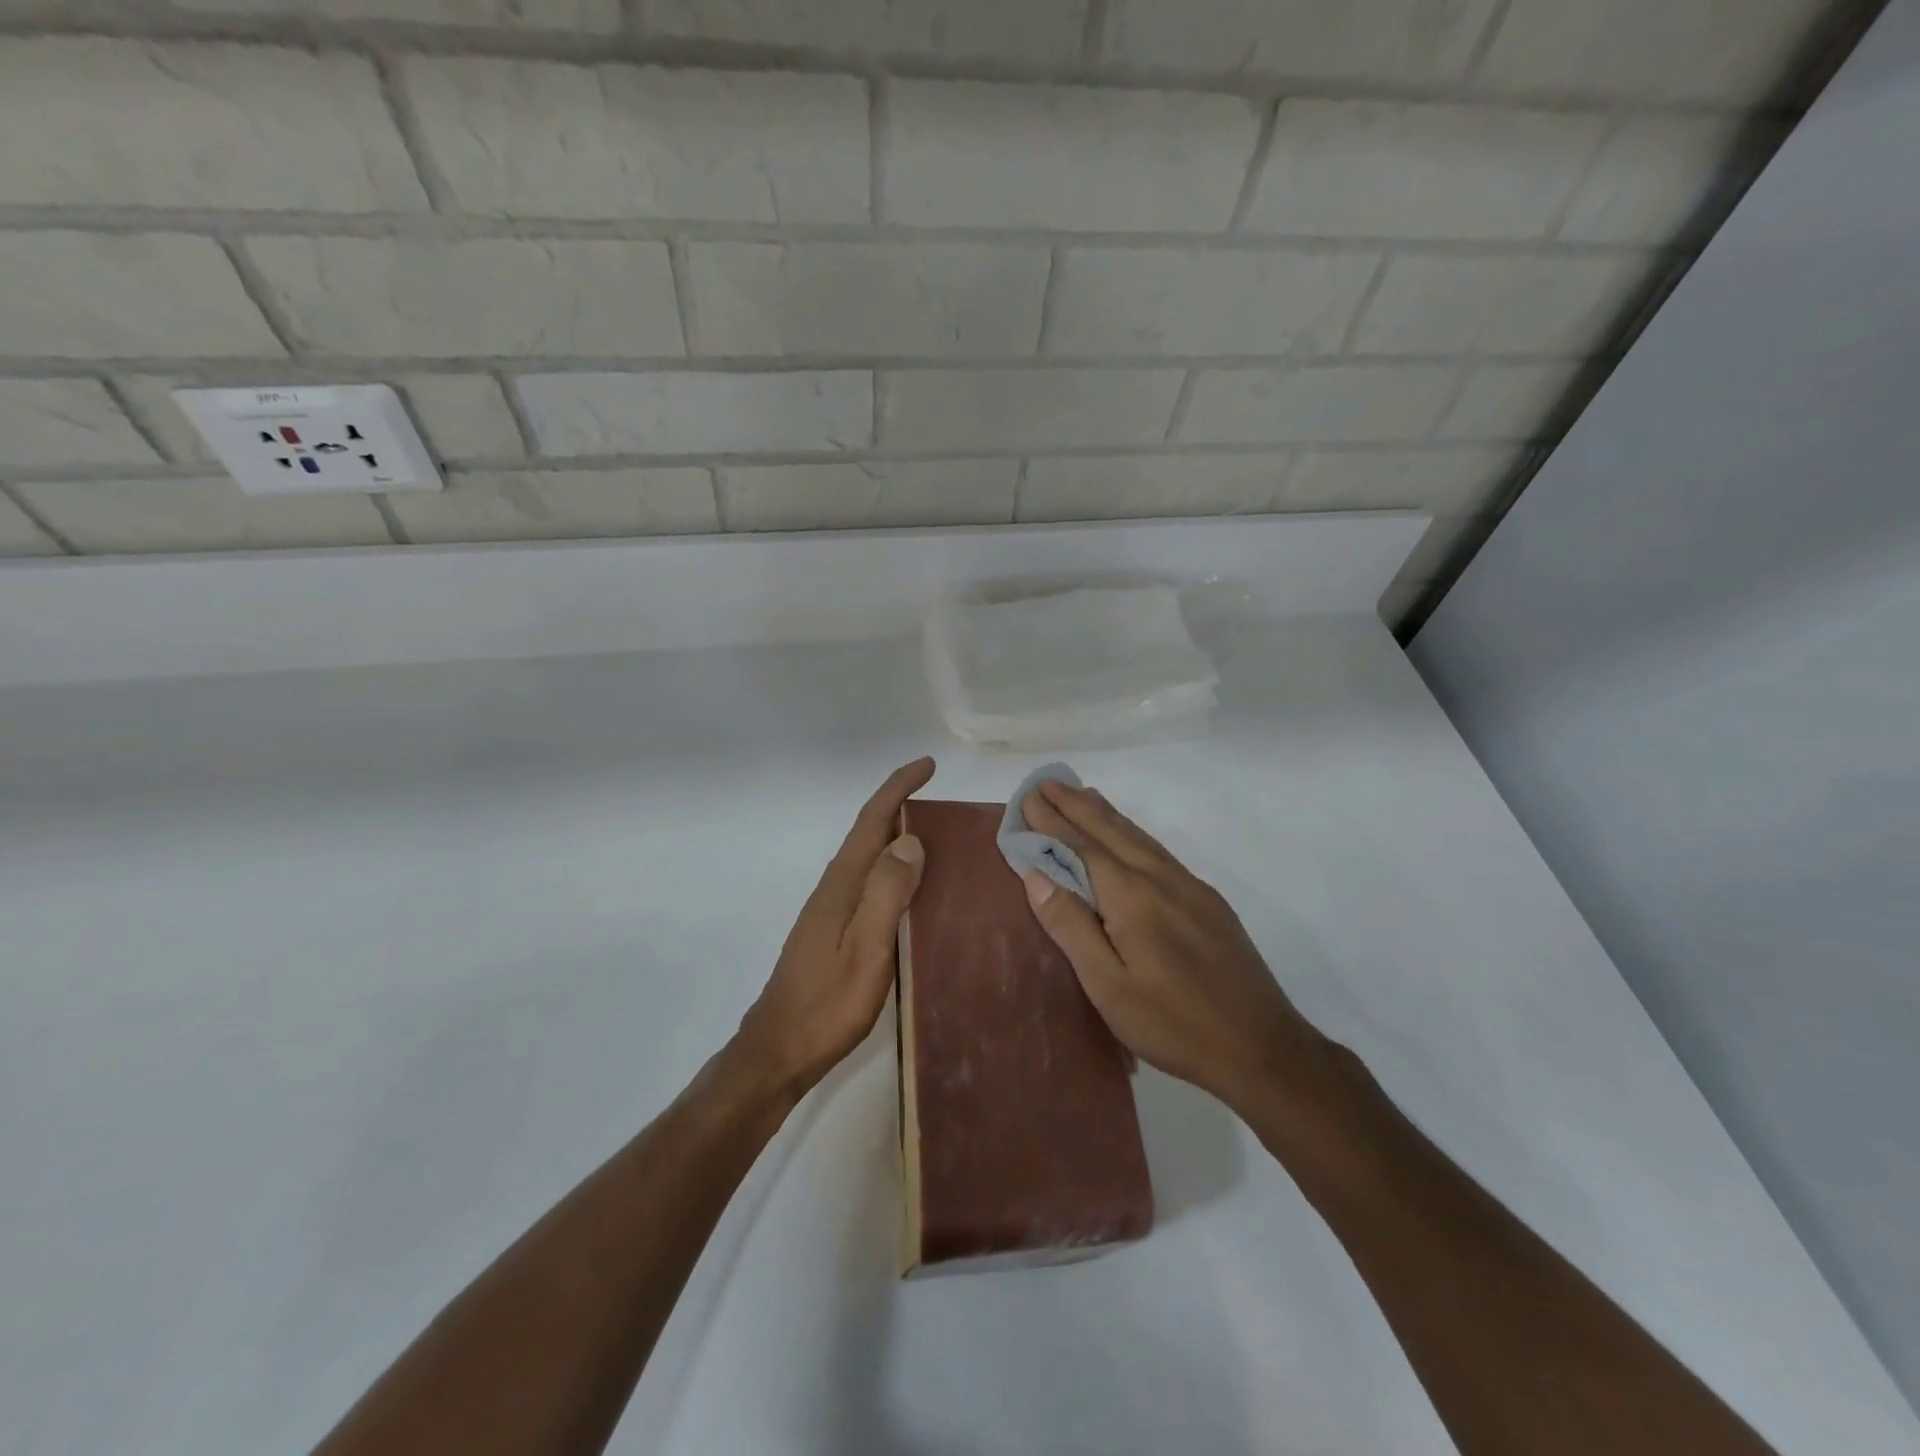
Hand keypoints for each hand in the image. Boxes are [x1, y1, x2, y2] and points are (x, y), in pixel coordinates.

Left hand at [736, 757, 933, 1096]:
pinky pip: (870, 883)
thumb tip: (910, 839)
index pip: (872, 821)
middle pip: (869, 833)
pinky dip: (893, 869)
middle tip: (943, 801)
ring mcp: (832, 909)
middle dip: (901, 806)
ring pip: (869, 858)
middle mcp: (835, 887)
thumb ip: (887, 893)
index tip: (927, 765)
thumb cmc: (827, 1004)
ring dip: (898, 837)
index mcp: (843, 884)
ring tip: (938, 837)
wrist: (779, 1049)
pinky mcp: (834, 929)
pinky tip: (913, 889)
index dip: (898, 788)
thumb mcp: (866, 949)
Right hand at [1019, 778, 1321, 1112]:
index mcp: (1132, 897)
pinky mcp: (1207, 901)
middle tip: (1047, 782)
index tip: (1028, 796)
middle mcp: (1160, 879)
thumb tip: (1036, 873)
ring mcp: (1189, 887)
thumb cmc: (1174, 1024)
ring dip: (1104, 813)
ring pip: (1138, 837)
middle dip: (1075, 805)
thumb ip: (1071, 926)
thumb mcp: (1108, 986)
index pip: (1082, 847)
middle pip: (1111, 831)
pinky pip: (1158, 851)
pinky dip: (1132, 832)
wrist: (1262, 1047)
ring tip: (1081, 794)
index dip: (1052, 822)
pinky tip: (1128, 836)